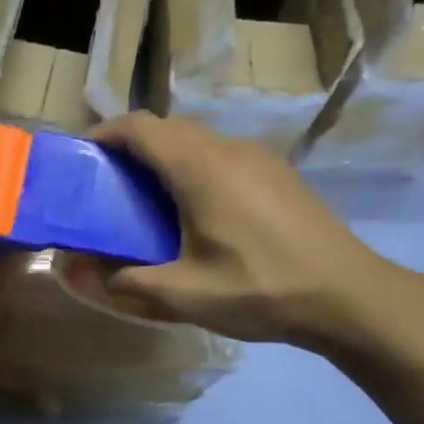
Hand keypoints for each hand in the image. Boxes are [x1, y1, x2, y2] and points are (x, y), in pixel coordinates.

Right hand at [90, 113, 414, 353]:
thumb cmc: (260, 290)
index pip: (140, 127)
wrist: (348, 296)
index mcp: (200, 168)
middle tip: (109, 184)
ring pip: (199, 139)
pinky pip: (223, 155)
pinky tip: (198, 210)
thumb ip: (124, 280)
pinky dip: (195, 166)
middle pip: (168, 127)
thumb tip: (76, 270)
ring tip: (148, 198)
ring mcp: (259, 158)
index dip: (106, 134)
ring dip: (166, 155)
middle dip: (132, 145)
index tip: (83, 156)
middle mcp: (228, 150)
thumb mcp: (183, 294)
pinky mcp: (279, 174)